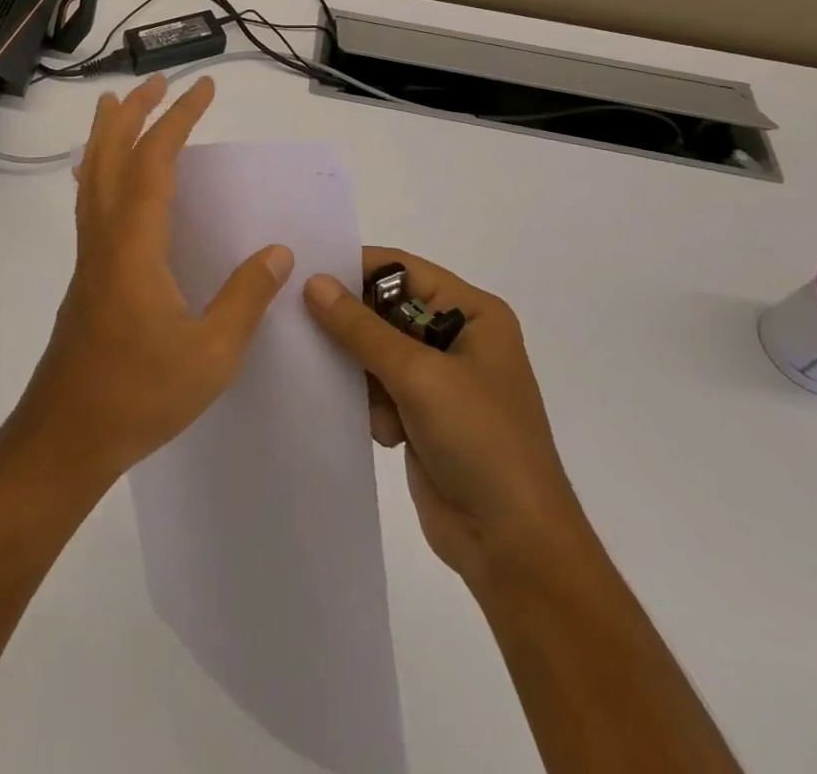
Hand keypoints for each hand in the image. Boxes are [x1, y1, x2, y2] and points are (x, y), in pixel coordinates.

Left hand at [4, 74, 292, 491]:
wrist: (65, 435)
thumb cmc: (139, 395)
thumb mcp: (210, 354)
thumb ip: (245, 298)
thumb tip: (278, 252)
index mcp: (134, 245)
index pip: (155, 162)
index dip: (179, 120)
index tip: (202, 89)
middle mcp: (105, 237)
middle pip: (110, 155)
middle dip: (133, 112)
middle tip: (157, 82)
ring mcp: (89, 256)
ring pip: (93, 176)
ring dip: (109, 135)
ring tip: (119, 106)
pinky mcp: (86, 276)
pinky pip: (90, 202)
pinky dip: (100, 170)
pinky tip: (110, 181)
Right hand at [303, 249, 591, 590]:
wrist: (515, 546)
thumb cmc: (480, 441)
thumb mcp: (418, 375)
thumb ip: (361, 328)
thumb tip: (314, 282)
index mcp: (473, 313)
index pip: (403, 270)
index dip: (356, 269)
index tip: (305, 273)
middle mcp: (457, 338)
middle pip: (386, 309)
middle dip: (352, 324)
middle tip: (301, 324)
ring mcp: (441, 380)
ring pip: (377, 351)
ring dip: (360, 370)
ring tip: (349, 391)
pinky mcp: (424, 416)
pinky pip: (380, 388)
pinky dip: (371, 402)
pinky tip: (380, 430)